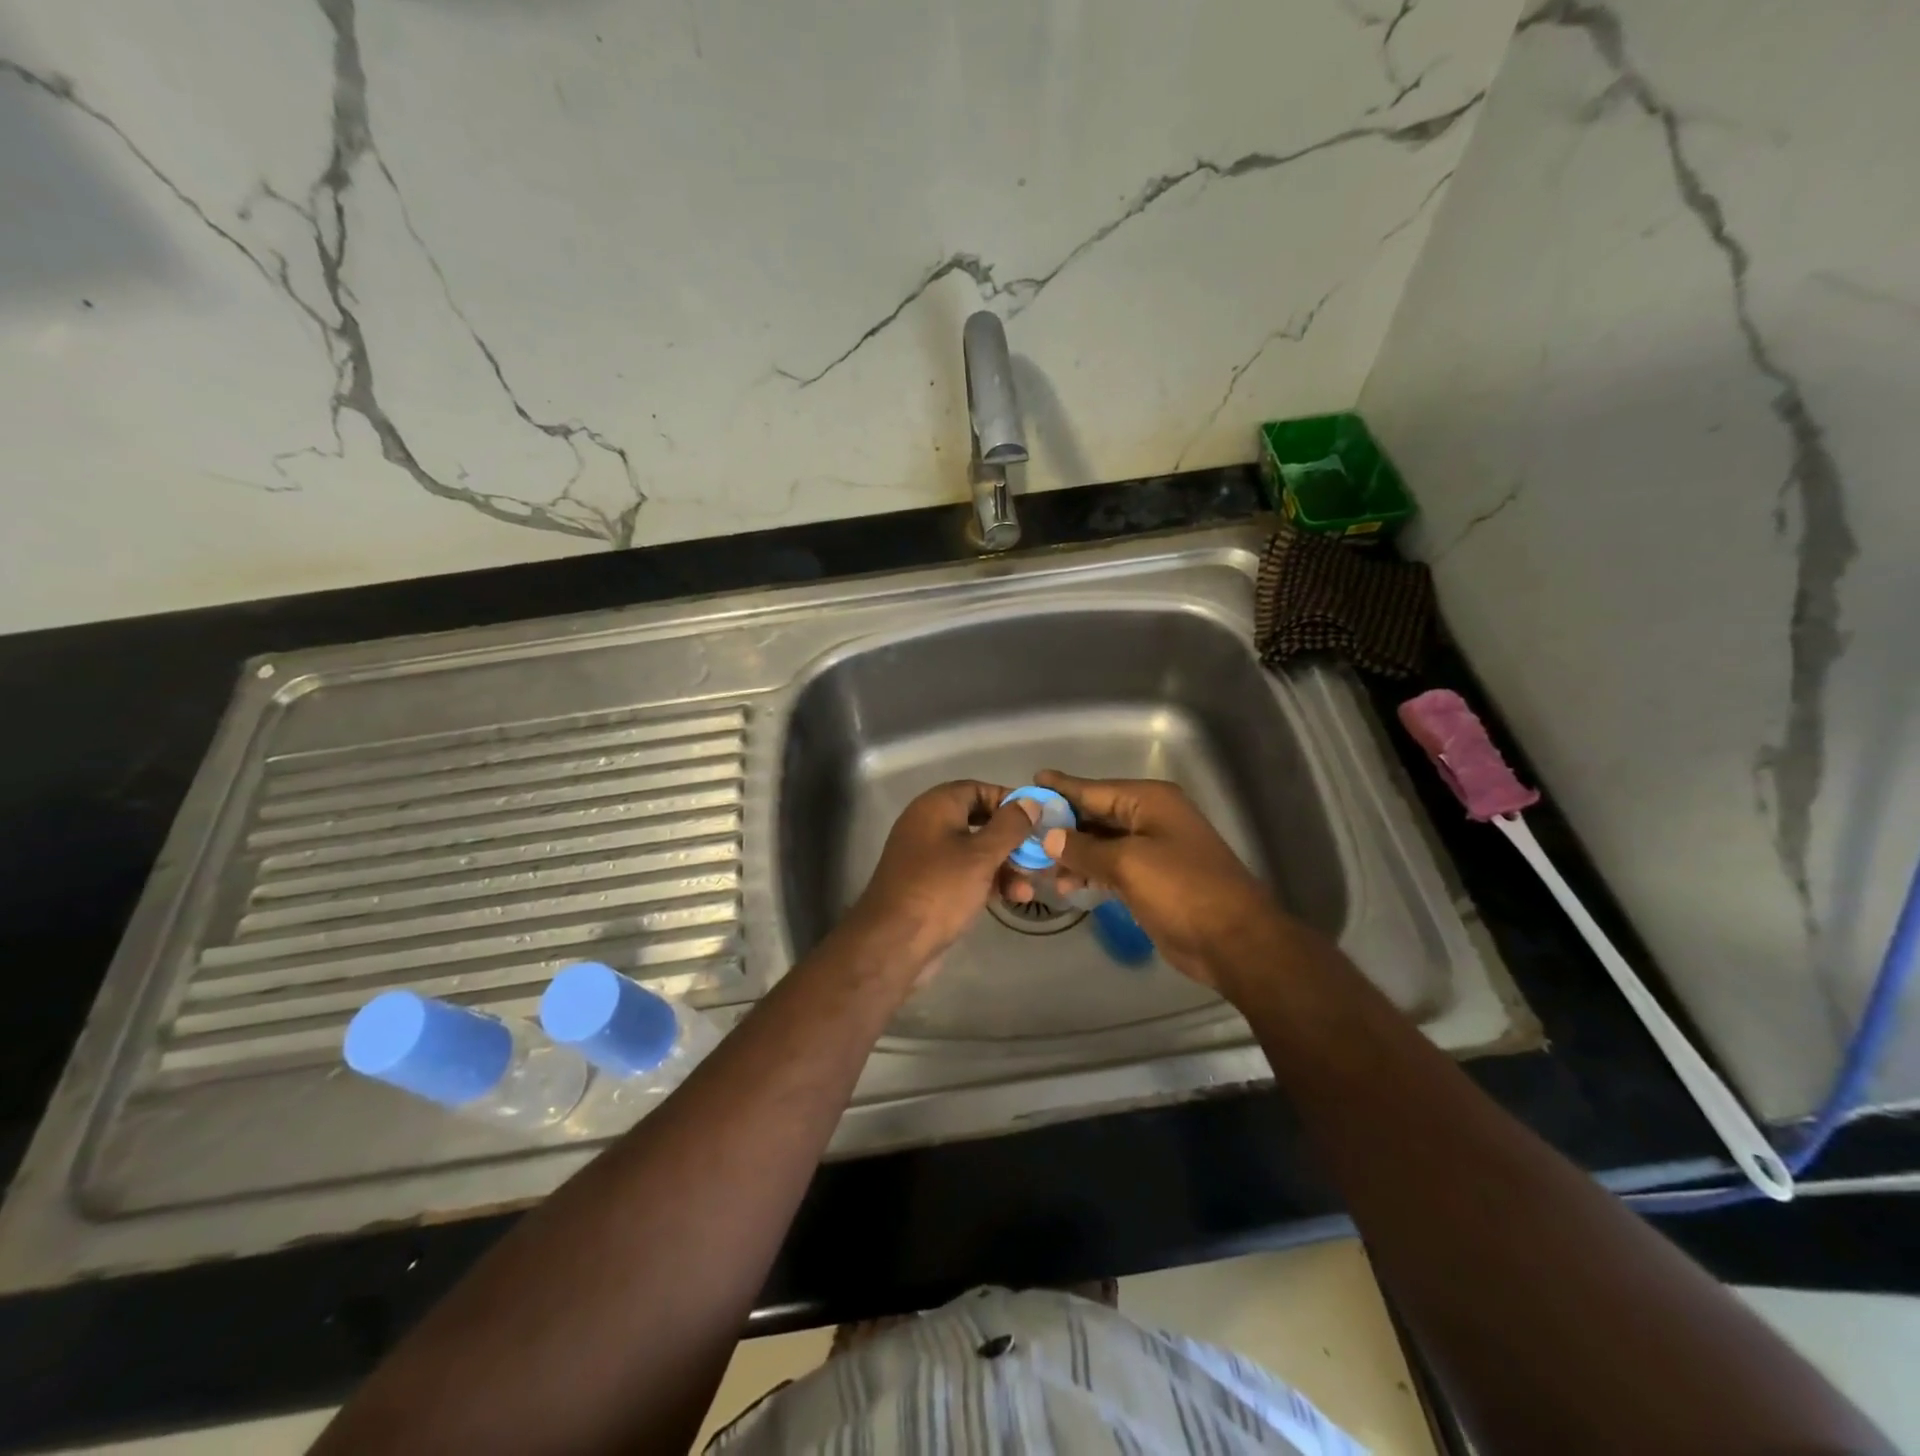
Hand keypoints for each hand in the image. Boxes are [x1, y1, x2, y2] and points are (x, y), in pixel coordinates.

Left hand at [847, 781, 1039, 979]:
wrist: (893, 942)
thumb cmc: (941, 888)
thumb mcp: (982, 855)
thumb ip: (1010, 826)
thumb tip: (1031, 801)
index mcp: (936, 806)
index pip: (978, 789)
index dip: (1009, 801)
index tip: (1038, 818)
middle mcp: (929, 825)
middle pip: (979, 820)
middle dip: (1012, 839)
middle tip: (1040, 854)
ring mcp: (928, 857)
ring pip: (975, 851)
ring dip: (1005, 865)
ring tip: (1029, 887)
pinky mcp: (930, 885)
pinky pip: (965, 873)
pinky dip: (988, 881)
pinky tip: (1013, 898)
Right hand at [1031, 770, 1281, 992]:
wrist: (1234, 941)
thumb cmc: (1182, 890)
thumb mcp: (1127, 864)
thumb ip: (1084, 848)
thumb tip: (1048, 835)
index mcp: (1149, 801)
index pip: (1094, 789)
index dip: (1061, 787)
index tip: (1031, 780)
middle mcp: (1151, 818)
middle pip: (1096, 815)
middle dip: (1061, 825)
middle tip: (1022, 832)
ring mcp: (1154, 849)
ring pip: (1102, 844)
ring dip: (1072, 854)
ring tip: (1038, 866)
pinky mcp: (1153, 879)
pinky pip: (1112, 867)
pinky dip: (1090, 873)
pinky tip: (1066, 885)